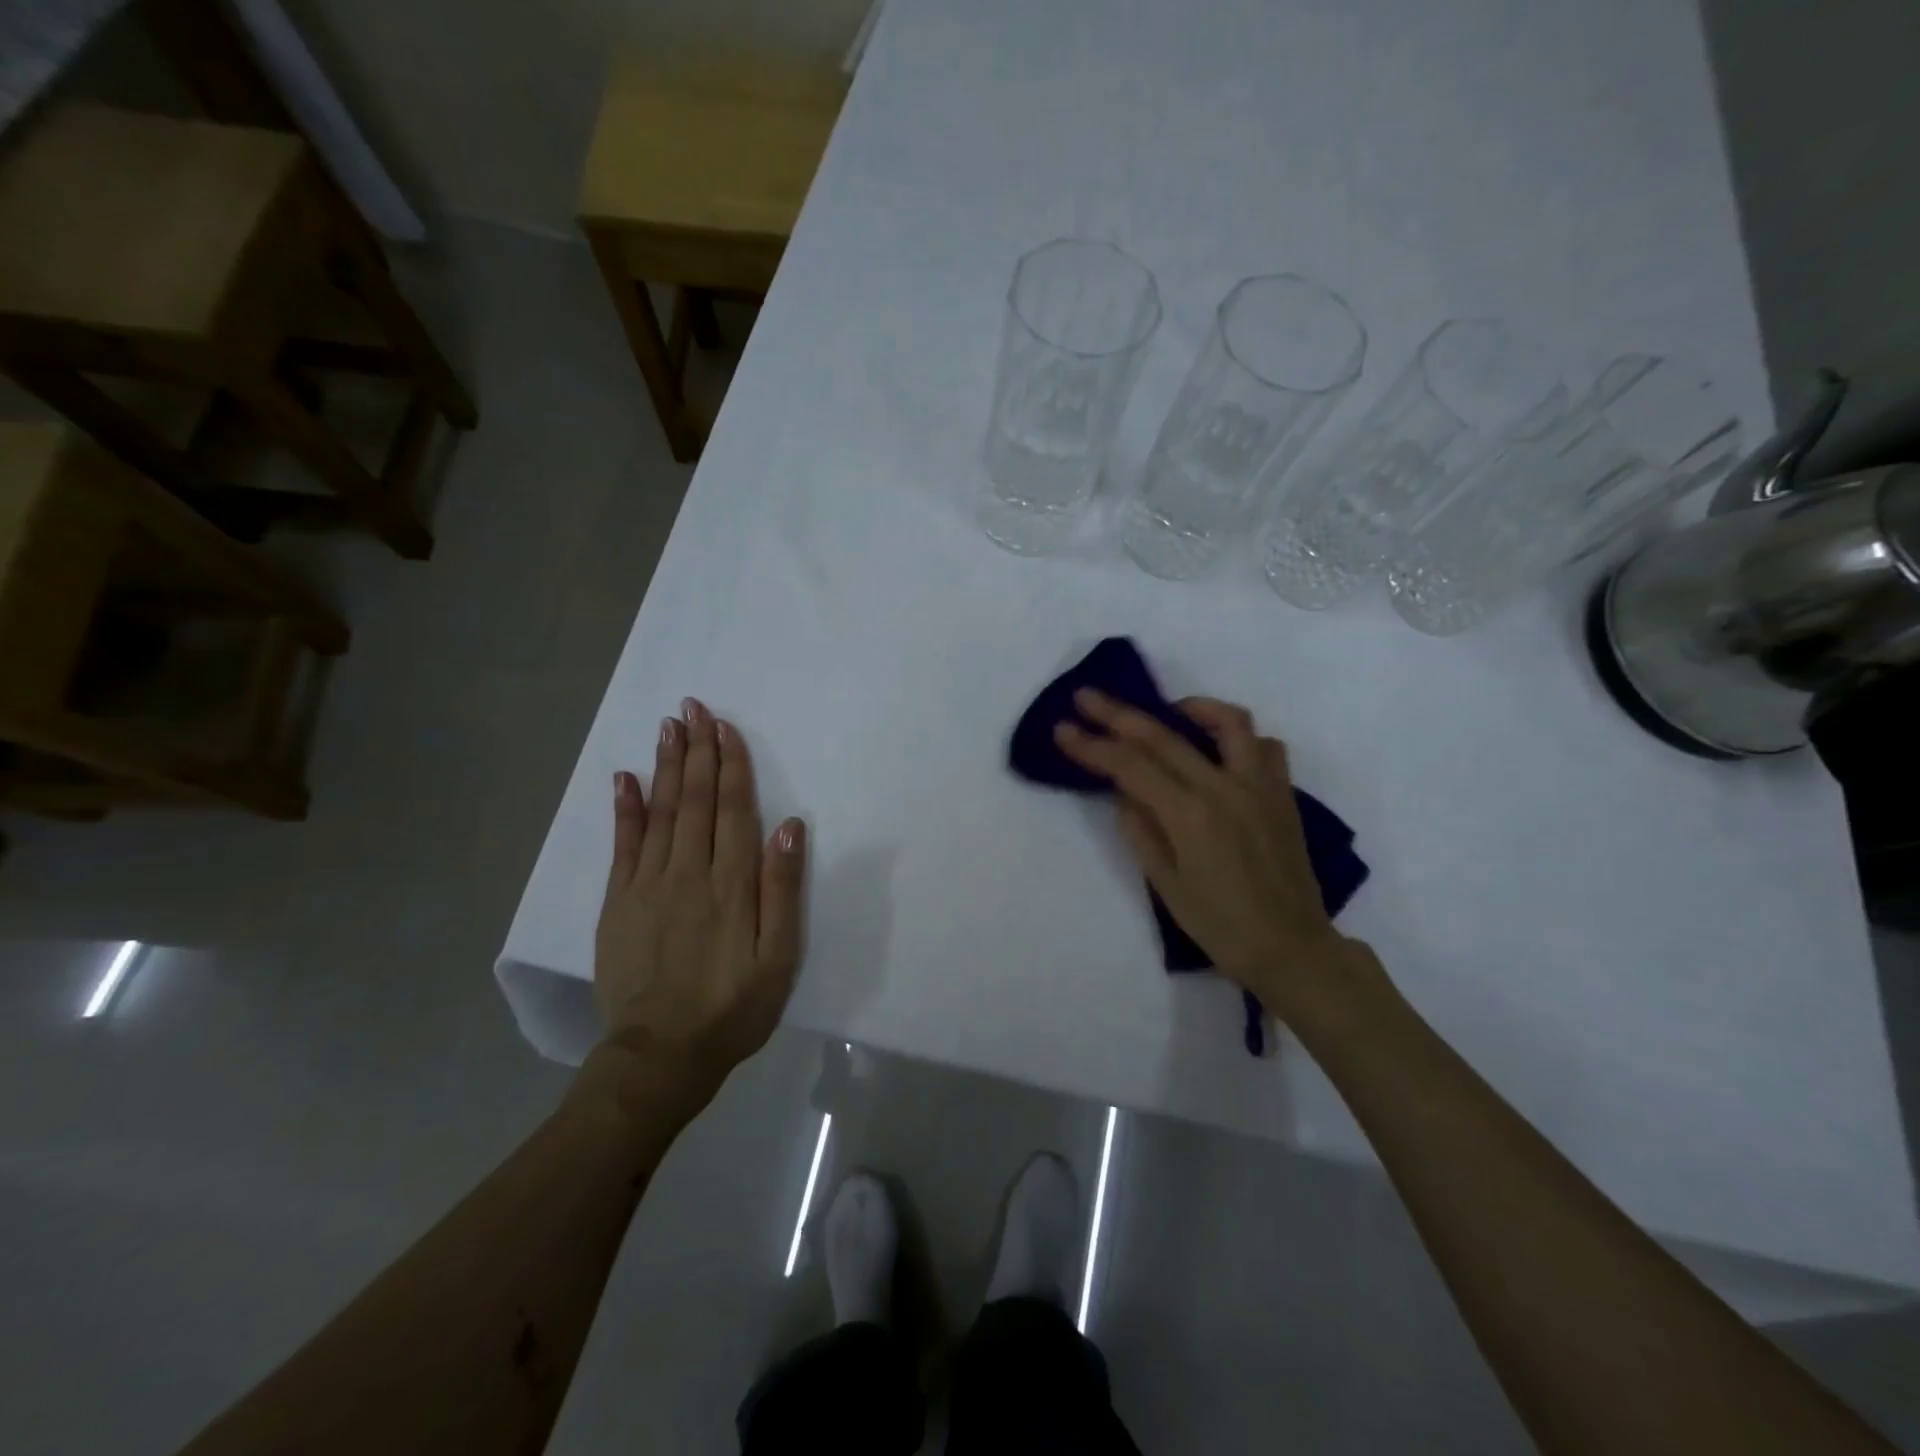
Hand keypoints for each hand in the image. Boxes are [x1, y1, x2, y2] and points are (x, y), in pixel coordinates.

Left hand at [594, 697, 806, 1099]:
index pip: (731, 809)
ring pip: (659, 812)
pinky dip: (624, 808)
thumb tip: (790, 827)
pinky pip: (622, 845)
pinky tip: (624, 778)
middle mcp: (688, 872)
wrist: (661, 1055)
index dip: (730, 766)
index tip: (725, 727)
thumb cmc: (733, 1007)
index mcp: (730, 884)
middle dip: (696, 751)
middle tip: (693, 707)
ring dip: (665, 766)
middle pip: (694, 800)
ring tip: (668, 727)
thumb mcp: (778, 958)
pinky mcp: (618, 903)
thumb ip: (783, 890)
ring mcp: (647, 885)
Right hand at [1055, 689, 1355, 1015]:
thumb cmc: (1220, 925)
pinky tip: (1218, 751)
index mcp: (1190, 815)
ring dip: (1191, 707)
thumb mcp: (1166, 884)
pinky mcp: (1282, 794)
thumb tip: (1125, 793)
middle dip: (1118, 714)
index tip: (1062, 729)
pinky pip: (1264, 747)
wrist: (1291, 947)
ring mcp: (1259, 786)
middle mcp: (1224, 788)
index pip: (1130, 765)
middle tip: (1087, 697)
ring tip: (1168, 712)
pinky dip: (1238, 738)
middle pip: (1163, 735)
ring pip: (1229, 721)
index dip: (1092, 745)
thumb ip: (1141, 830)